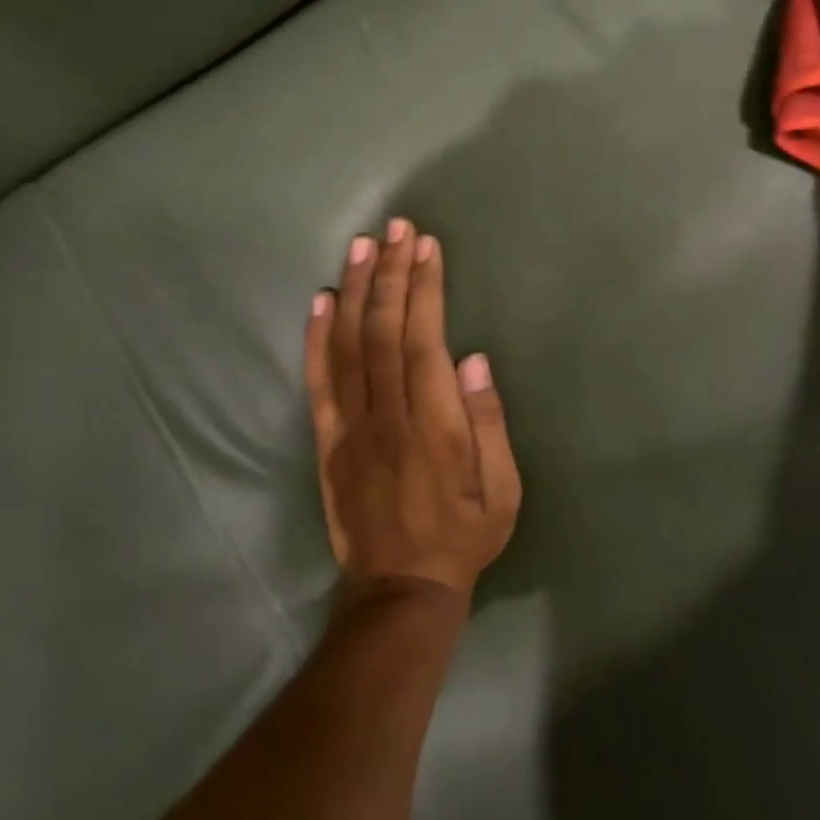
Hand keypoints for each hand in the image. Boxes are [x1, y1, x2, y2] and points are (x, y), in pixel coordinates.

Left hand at [303, 220, 520, 599]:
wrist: (400, 591)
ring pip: (348, 346)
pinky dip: (317, 337)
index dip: (423, 289)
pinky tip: (322, 299)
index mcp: (434, 426)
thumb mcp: (503, 491)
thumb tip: (475, 360)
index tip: (426, 248)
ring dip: (355, 290)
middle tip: (396, 228)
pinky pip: (318, 381)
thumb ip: (489, 424)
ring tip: (362, 245)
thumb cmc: (463, 536)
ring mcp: (350, 427)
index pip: (423, 341)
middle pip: (383, 331)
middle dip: (390, 273)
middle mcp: (387, 417)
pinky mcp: (327, 440)